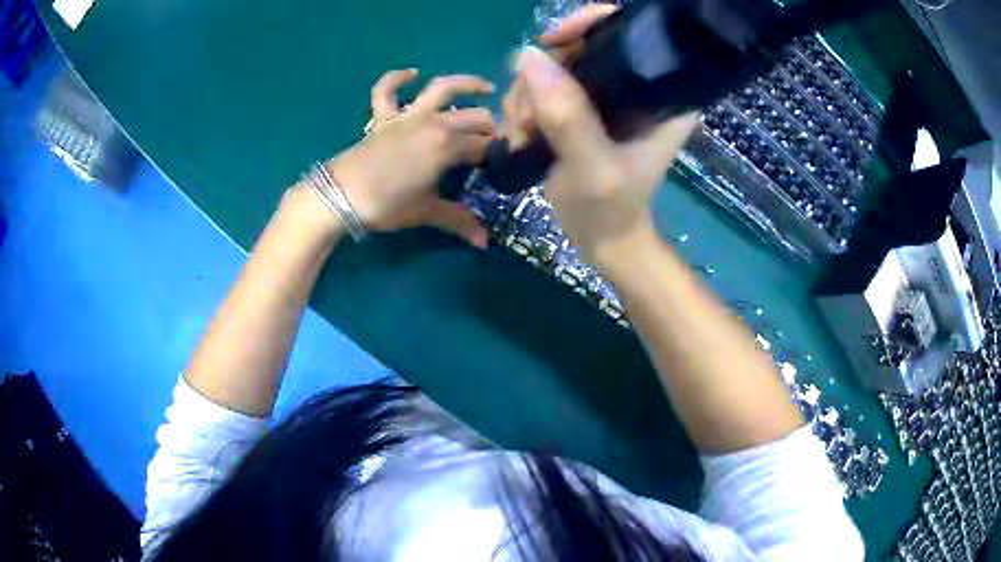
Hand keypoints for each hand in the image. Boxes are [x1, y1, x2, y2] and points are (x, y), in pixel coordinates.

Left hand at [326, 69, 495, 247]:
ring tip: (486, 87)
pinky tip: (411, 73)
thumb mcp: (426, 212)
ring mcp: (408, 116)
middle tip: (498, 143)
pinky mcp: (383, 117)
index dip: (498, 155)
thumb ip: (458, 221)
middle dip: (491, 127)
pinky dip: (397, 78)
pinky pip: (386, 90)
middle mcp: (434, 122)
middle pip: (473, 117)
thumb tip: (484, 242)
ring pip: (442, 89)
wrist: (340, 195)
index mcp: (448, 146)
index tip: (505, 166)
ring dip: (466, 84)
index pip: (484, 146)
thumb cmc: (387, 204)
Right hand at [506, 6, 699, 261]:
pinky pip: (540, 88)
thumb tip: (528, 57)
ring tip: (524, 135)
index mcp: (661, 94)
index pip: (632, 33)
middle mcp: (635, 86)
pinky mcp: (580, 109)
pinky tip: (521, 137)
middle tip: (529, 116)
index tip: (555, 41)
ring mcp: (604, 96)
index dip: (591, 23)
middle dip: (545, 75)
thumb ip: (567, 115)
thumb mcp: (594, 167)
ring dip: (526, 98)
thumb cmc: (611, 208)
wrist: (601, 238)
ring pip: (552, 68)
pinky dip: (522, 108)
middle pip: (580, 46)